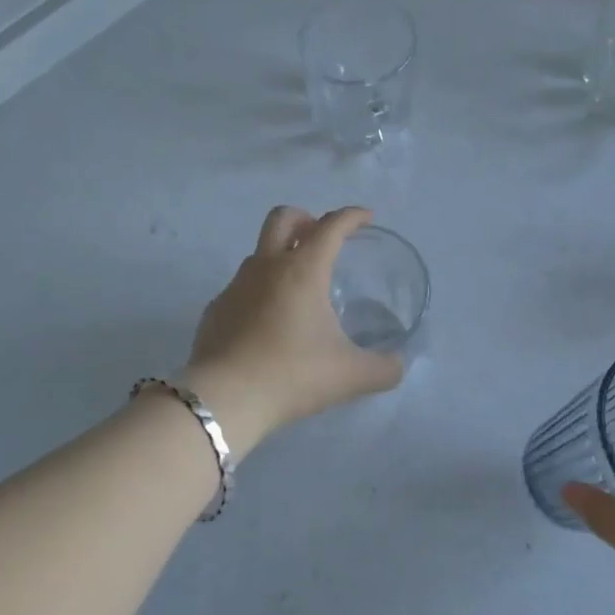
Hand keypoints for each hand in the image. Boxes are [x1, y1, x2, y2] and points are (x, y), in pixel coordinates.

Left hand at [184, 206, 404, 449]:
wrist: (224, 399)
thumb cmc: (292, 375)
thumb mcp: (350, 375)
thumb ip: (383, 368)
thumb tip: (398, 365)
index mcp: (302, 270)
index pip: (331, 226)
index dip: (352, 216)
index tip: (366, 218)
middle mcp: (266, 267)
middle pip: (282, 218)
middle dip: (305, 219)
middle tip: (321, 238)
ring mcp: (235, 286)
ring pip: (259, 253)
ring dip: (280, 256)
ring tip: (298, 289)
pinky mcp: (216, 310)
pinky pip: (241, 288)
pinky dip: (259, 292)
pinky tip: (268, 324)